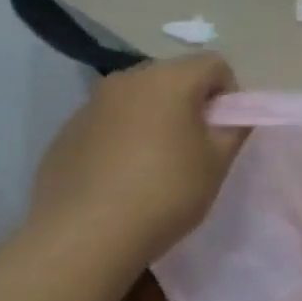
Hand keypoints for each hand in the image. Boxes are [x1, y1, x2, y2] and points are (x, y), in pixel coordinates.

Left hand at [31, 55, 247, 265]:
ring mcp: (90, 104)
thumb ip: (234, 128)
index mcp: (169, 80)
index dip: (229, 93)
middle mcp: (127, 80)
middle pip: (174, 77)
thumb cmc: (166, 192)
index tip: (225, 130)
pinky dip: (124, 138)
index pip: (214, 64)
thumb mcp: (218, 163)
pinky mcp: (67, 132)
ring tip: (158, 164)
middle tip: (197, 147)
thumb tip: (233, 114)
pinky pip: (109, 123)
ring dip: (156, 119)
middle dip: (191, 103)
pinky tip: (124, 178)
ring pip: (139, 100)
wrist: (86, 236)